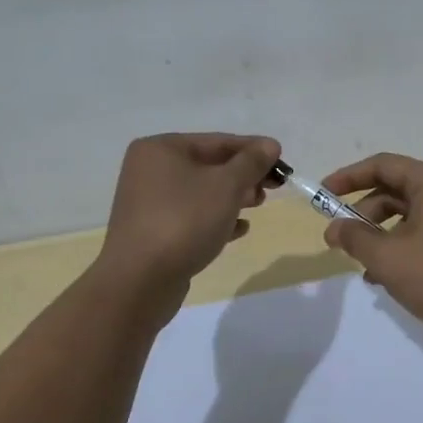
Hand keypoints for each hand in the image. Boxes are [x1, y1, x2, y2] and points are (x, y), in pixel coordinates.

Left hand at [100, 133, 279, 291]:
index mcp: (161, 149)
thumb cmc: (184, 221)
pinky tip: (239, 229)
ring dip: (234, 197)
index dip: (254, 150)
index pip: (218, 141)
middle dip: (244, 175)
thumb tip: (270, 144)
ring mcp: (149, 202)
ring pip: (202, 192)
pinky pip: (192, 216)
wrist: (140, 281)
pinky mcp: (153, 231)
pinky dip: (216, 218)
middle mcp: (150, 170)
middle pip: (209, 165)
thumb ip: (251, 162)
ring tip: (257, 206)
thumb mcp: (226, 186)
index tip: (283, 163)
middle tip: (273, 188)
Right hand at [319, 153, 422, 340]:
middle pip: (395, 189)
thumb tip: (334, 228)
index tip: (323, 196)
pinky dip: (402, 246)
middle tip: (340, 239)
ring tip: (363, 265)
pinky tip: (386, 277)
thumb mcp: (389, 258)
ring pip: (409, 214)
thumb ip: (356, 238)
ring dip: (381, 234)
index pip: (383, 165)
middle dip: (363, 212)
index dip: (348, 177)